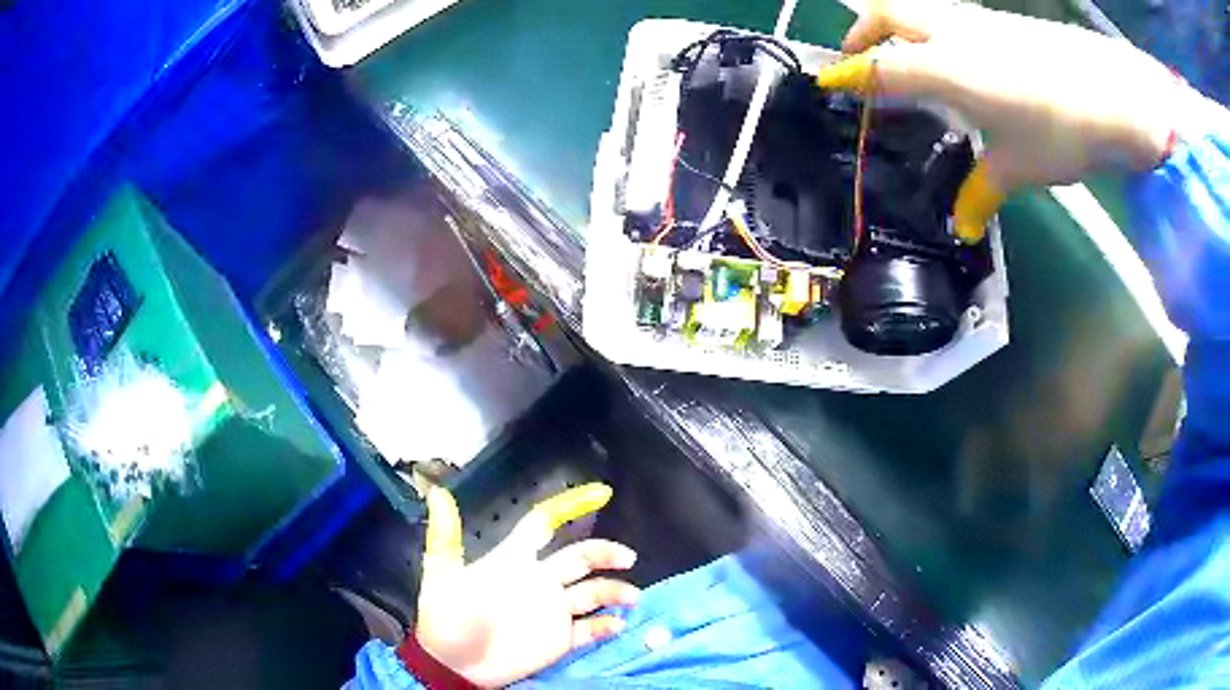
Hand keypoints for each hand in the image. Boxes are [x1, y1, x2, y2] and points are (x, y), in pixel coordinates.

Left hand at [414, 483, 638, 687]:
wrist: (453, 666)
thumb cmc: (446, 618)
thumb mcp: (443, 576)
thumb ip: (446, 537)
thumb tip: (437, 493)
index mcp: (513, 561)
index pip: (541, 527)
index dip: (568, 509)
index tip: (602, 494)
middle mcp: (538, 581)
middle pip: (579, 557)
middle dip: (604, 553)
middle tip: (628, 558)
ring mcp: (551, 611)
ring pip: (591, 593)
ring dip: (613, 591)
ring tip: (632, 597)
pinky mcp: (558, 640)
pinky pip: (589, 630)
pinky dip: (605, 625)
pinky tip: (617, 624)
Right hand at [816, 0, 1190, 240]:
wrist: (1116, 97)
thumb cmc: (1063, 130)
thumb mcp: (1019, 167)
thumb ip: (982, 189)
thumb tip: (962, 225)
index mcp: (947, 67)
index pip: (880, 66)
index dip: (849, 76)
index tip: (828, 85)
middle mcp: (953, 32)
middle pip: (887, 13)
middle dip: (863, 32)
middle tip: (859, 60)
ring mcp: (979, 21)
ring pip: (918, 8)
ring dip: (897, 26)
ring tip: (901, 57)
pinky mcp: (1003, 23)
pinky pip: (950, 16)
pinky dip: (933, 30)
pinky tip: (952, 58)